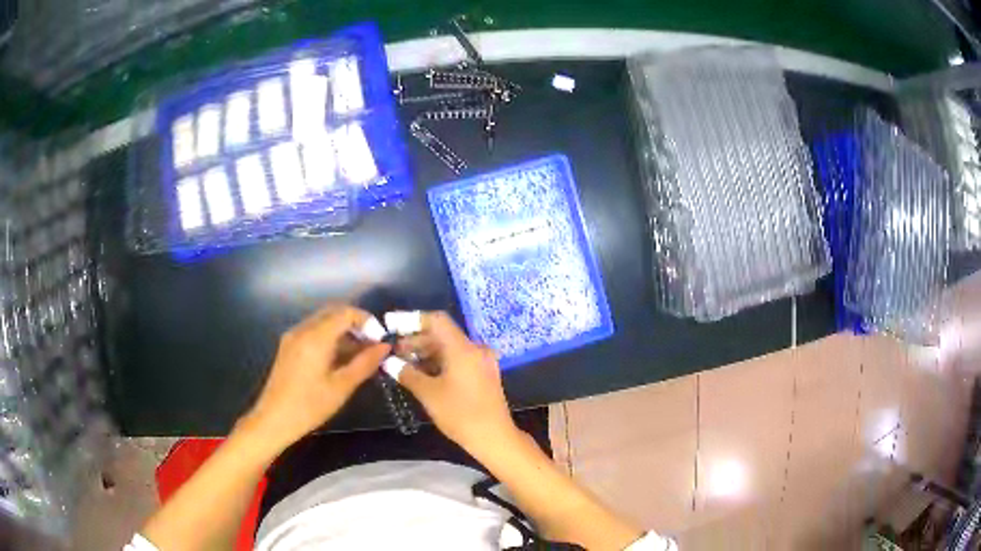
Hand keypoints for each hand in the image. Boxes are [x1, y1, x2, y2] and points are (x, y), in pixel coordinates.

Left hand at [243, 304, 389, 450]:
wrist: (273, 419)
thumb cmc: (309, 406)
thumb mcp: (341, 386)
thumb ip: (365, 363)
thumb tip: (385, 347)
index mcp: (315, 337)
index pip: (346, 312)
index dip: (367, 321)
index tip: (380, 339)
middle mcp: (302, 329)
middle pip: (334, 312)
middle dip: (356, 323)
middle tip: (373, 344)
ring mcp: (293, 336)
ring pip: (323, 321)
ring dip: (343, 330)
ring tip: (361, 353)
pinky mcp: (289, 346)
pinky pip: (313, 331)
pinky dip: (330, 337)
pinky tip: (340, 358)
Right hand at [395, 312, 517, 455]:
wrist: (494, 438)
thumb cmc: (460, 414)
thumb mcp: (428, 393)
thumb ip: (406, 373)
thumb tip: (389, 362)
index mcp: (463, 348)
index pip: (436, 320)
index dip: (411, 320)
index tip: (392, 326)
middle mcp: (475, 349)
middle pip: (442, 334)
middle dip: (416, 339)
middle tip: (393, 349)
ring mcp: (481, 362)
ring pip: (449, 348)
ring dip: (426, 352)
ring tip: (403, 362)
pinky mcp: (483, 374)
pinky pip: (458, 359)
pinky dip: (439, 362)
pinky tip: (422, 372)